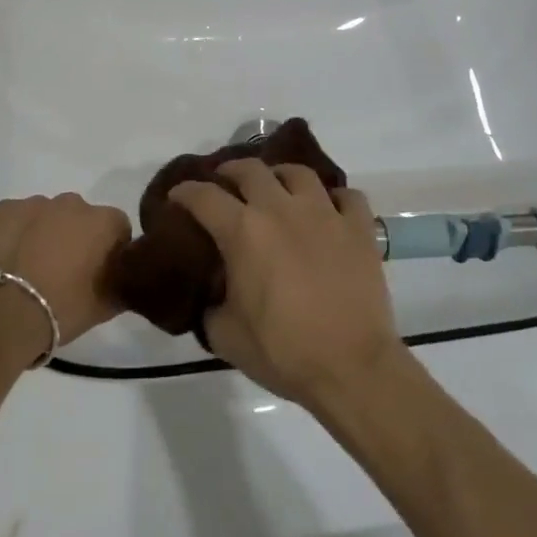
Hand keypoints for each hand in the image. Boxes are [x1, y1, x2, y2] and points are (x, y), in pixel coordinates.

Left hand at [0, 194, 130, 360]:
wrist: (0, 313)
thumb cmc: (61, 309)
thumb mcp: (106, 307)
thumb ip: (122, 284)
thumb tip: (121, 278)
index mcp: (103, 221)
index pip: (118, 229)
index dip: (110, 251)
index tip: (99, 274)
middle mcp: (73, 203)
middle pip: (81, 218)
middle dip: (76, 238)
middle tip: (64, 273)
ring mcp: (35, 203)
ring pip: (47, 216)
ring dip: (45, 235)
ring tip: (31, 272)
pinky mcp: (3, 209)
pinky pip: (17, 219)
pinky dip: (16, 234)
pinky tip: (8, 263)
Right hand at [170, 162, 404, 407]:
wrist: (352, 367)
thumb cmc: (284, 352)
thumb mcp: (226, 336)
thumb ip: (211, 307)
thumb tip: (211, 297)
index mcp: (243, 231)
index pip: (203, 196)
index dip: (185, 192)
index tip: (177, 196)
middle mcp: (281, 209)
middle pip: (250, 169)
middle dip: (231, 171)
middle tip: (225, 183)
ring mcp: (324, 213)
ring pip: (298, 173)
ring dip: (281, 176)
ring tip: (277, 188)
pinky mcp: (359, 228)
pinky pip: (347, 197)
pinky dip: (335, 200)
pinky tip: (330, 211)